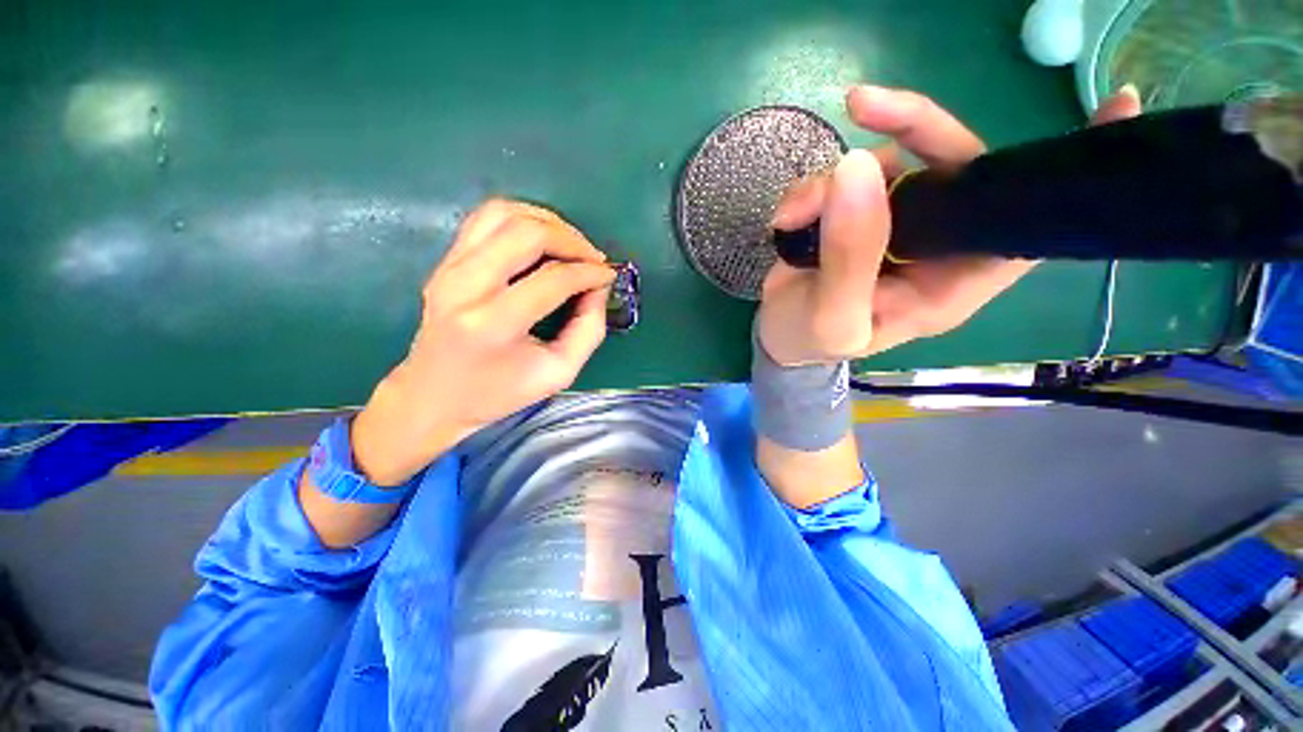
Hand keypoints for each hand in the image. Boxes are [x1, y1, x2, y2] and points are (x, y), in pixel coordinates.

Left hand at [351, 200, 614, 485]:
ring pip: (504, 213)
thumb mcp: (559, 372)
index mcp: (493, 324)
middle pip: (527, 232)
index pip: (553, 278)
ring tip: (570, 245)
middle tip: (592, 259)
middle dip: (571, 239)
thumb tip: (598, 287)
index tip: (608, 276)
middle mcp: (465, 286)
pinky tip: (542, 238)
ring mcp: (449, 268)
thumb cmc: (499, 392)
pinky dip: (522, 219)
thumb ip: (589, 330)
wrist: (434, 396)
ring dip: (547, 222)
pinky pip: (486, 218)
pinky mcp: (445, 261)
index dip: (589, 272)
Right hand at [757, 84, 1142, 365]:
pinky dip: (810, 189)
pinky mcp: (858, 213)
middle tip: (863, 108)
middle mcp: (934, 247)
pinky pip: (845, 176)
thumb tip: (857, 168)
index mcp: (948, 285)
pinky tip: (786, 217)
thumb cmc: (809, 341)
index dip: (1062, 177)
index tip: (1115, 109)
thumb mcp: (830, 317)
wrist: (775, 336)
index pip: (1024, 233)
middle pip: (955, 168)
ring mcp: (895, 224)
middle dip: (912, 131)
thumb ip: (847, 258)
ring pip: (887, 166)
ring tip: (792, 216)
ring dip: (831, 181)